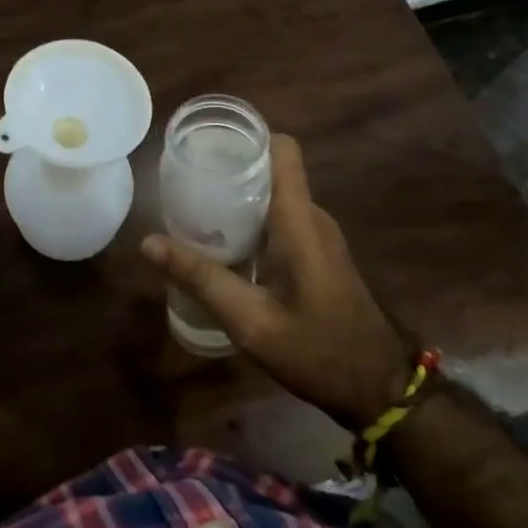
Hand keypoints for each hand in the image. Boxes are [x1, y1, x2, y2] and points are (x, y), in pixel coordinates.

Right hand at [141, 134, 414, 428]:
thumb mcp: (251, 321)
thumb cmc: (319, 350)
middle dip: (228, 169)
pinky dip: (249, 221)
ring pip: (274, 197)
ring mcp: (318, 237)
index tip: (205, 145)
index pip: (282, 150)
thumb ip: (201, 279)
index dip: (246, 137)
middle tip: (182, 183)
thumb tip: (148, 242)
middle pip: (270, 170)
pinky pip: (280, 220)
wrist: (379, 390)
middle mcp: (312, 218)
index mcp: (299, 221)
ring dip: (236, 198)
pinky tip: (221, 245)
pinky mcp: (318, 255)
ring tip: (192, 210)